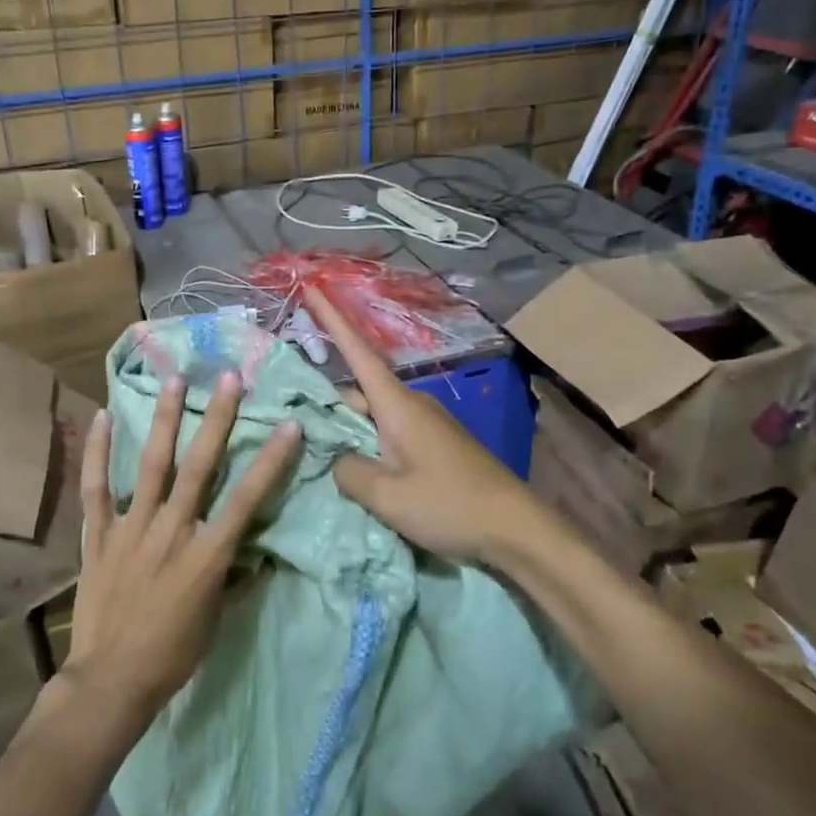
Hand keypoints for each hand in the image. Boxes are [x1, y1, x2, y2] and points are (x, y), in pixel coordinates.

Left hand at [61, 373, 300, 732]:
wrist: (110, 683)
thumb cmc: (172, 655)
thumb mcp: (216, 618)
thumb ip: (232, 574)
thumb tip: (251, 547)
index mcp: (205, 555)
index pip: (246, 500)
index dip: (271, 461)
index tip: (290, 425)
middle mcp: (170, 532)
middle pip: (199, 467)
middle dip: (217, 419)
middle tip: (229, 378)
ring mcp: (131, 529)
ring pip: (151, 465)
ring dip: (164, 420)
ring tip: (174, 381)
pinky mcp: (98, 536)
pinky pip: (96, 488)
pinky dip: (97, 453)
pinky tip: (102, 416)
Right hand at [304, 290, 538, 564]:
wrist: (517, 527)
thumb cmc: (451, 505)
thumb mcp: (389, 497)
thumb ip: (350, 473)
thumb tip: (336, 459)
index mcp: (397, 405)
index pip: (357, 351)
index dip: (332, 319)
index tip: (312, 288)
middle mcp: (411, 404)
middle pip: (358, 392)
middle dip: (329, 406)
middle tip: (298, 432)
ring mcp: (426, 423)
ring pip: (373, 415)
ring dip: (350, 431)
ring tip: (325, 459)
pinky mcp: (435, 443)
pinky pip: (390, 433)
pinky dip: (370, 444)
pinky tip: (362, 474)